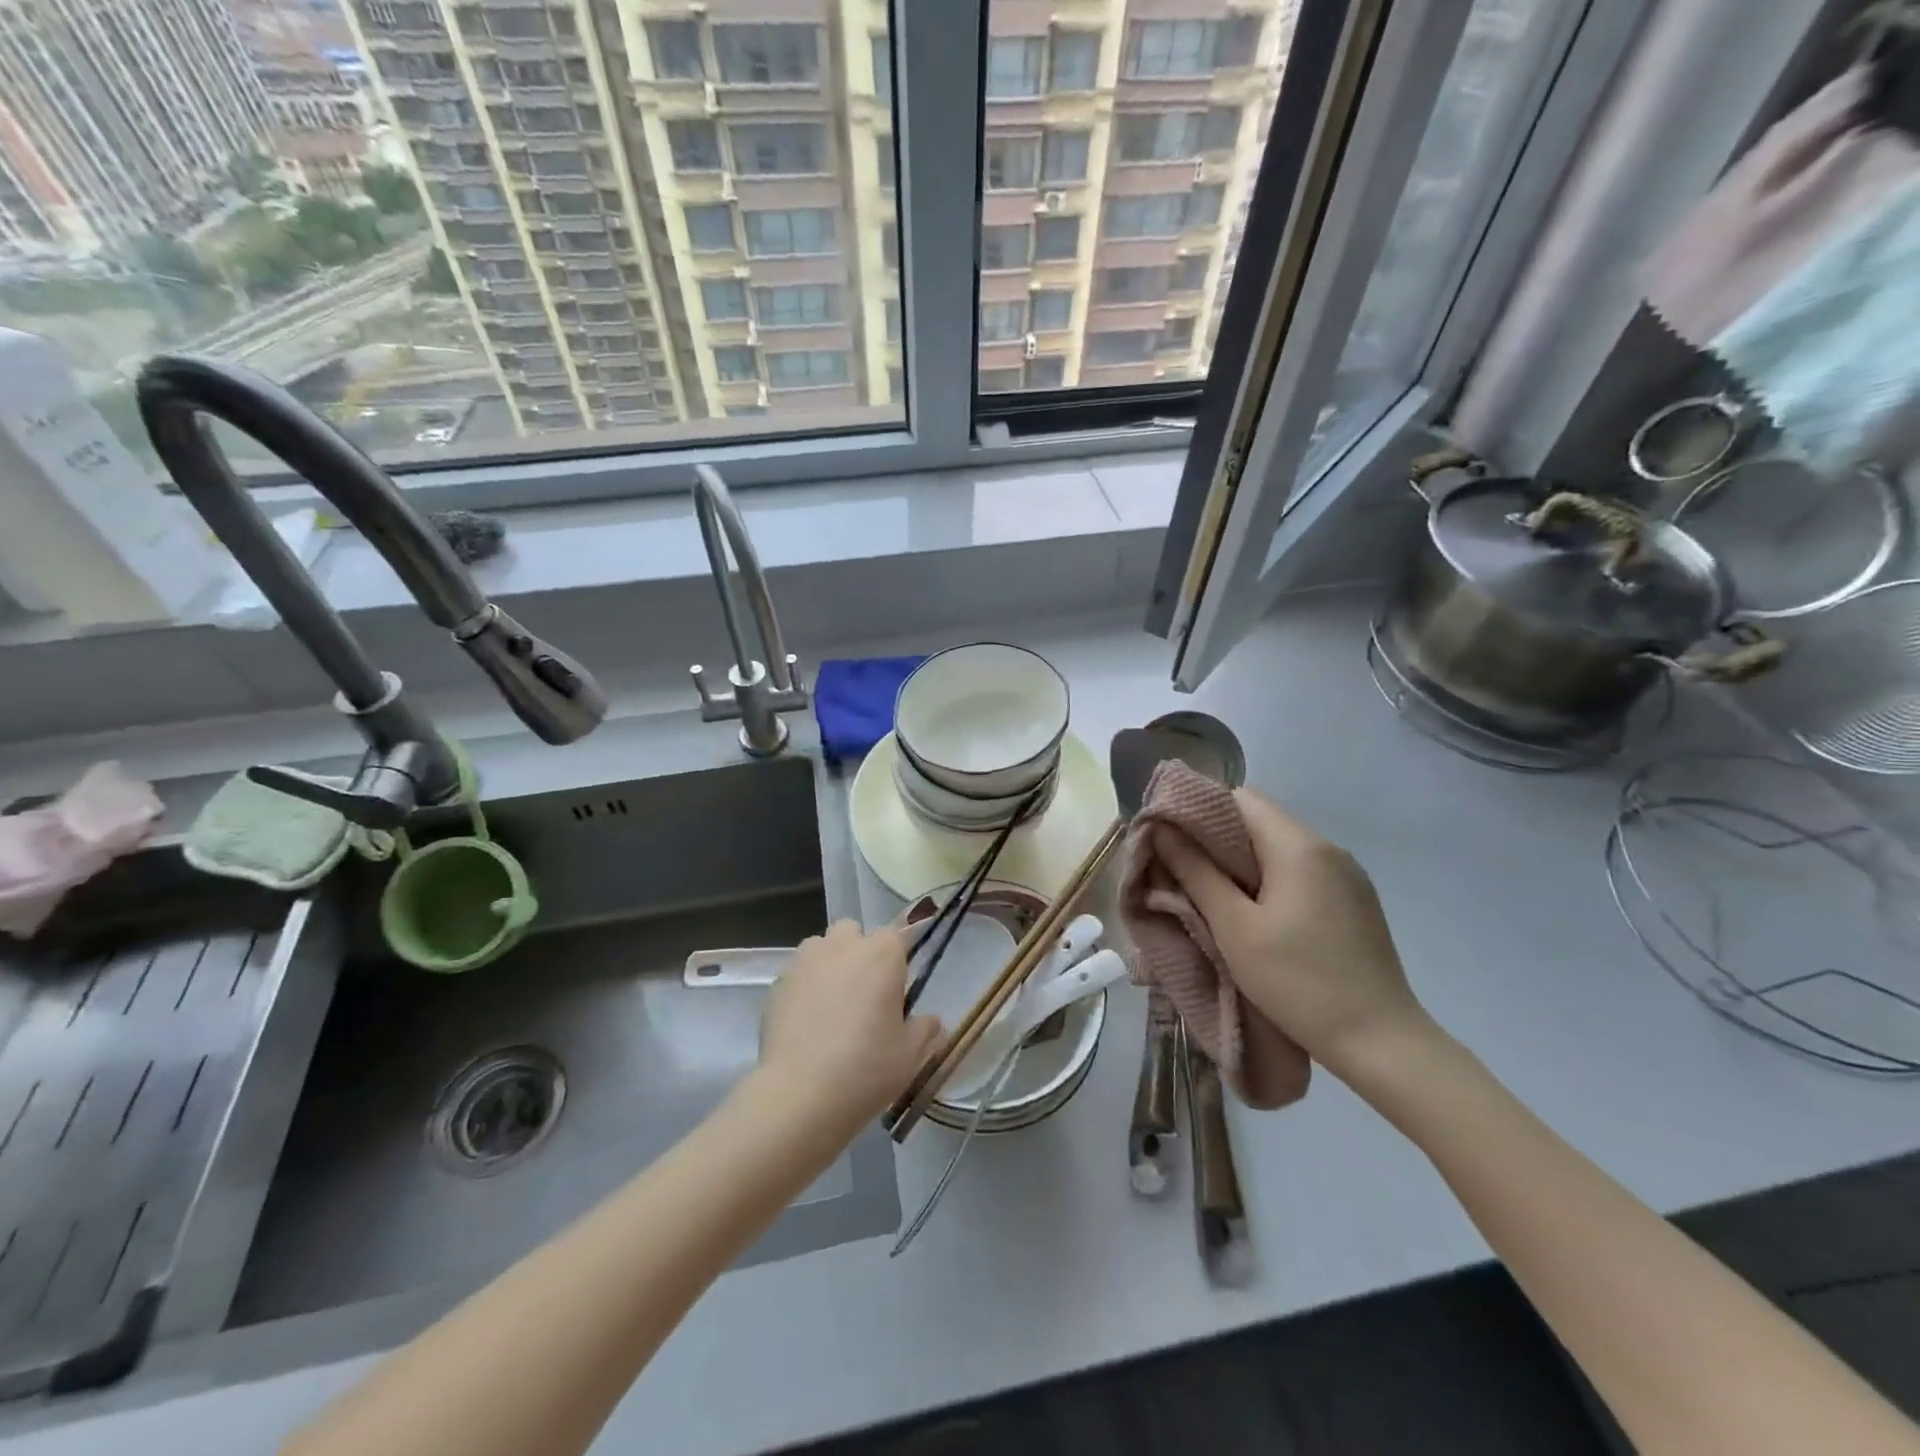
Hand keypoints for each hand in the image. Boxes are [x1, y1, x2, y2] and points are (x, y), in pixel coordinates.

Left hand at [756, 921, 941, 1138]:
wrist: (799, 1095)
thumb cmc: (866, 1068)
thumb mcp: (910, 1054)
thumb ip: (925, 1029)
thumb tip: (932, 1020)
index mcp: (882, 954)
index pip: (897, 935)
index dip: (898, 959)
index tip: (898, 988)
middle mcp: (842, 946)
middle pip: (853, 932)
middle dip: (859, 952)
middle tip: (864, 994)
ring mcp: (804, 961)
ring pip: (821, 948)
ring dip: (829, 965)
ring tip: (831, 1005)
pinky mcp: (777, 983)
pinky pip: (797, 974)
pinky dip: (804, 988)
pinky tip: (806, 1023)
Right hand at [1155, 788, 1430, 1079]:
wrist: (1382, 1043)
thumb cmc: (1298, 982)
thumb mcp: (1234, 927)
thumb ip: (1196, 872)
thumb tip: (1162, 829)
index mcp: (1299, 846)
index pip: (1241, 798)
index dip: (1200, 812)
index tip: (1171, 841)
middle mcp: (1328, 848)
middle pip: (1261, 821)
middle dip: (1217, 841)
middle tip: (1184, 873)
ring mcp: (1347, 875)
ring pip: (1280, 847)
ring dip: (1243, 863)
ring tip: (1214, 897)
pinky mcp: (1355, 901)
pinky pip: (1302, 871)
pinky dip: (1271, 880)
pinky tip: (1258, 915)